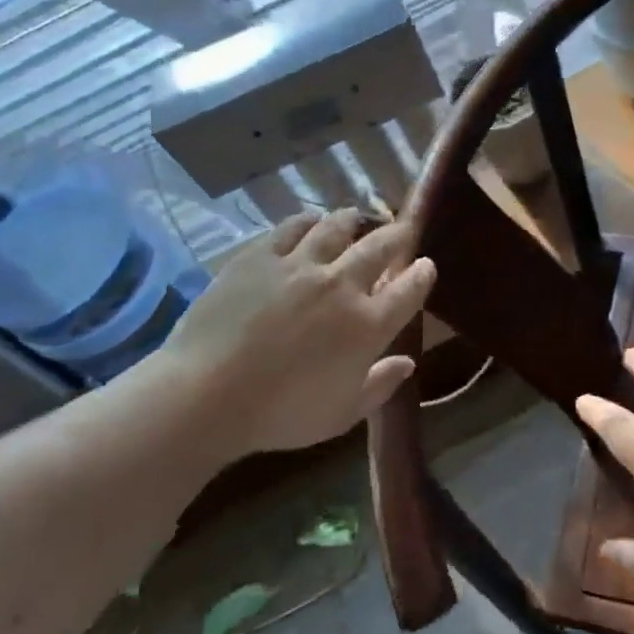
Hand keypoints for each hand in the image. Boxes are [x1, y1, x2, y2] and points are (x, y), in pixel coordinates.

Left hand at [166, 210, 434, 456]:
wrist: (207, 395)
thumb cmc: (281, 415)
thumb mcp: (342, 414)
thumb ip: (381, 385)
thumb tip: (408, 363)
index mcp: (367, 325)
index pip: (409, 289)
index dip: (423, 274)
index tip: (426, 266)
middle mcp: (341, 285)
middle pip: (380, 247)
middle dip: (397, 236)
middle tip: (401, 232)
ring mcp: (300, 265)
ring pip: (337, 226)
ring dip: (354, 221)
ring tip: (357, 219)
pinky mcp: (261, 256)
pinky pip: (293, 226)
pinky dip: (309, 221)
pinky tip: (311, 222)